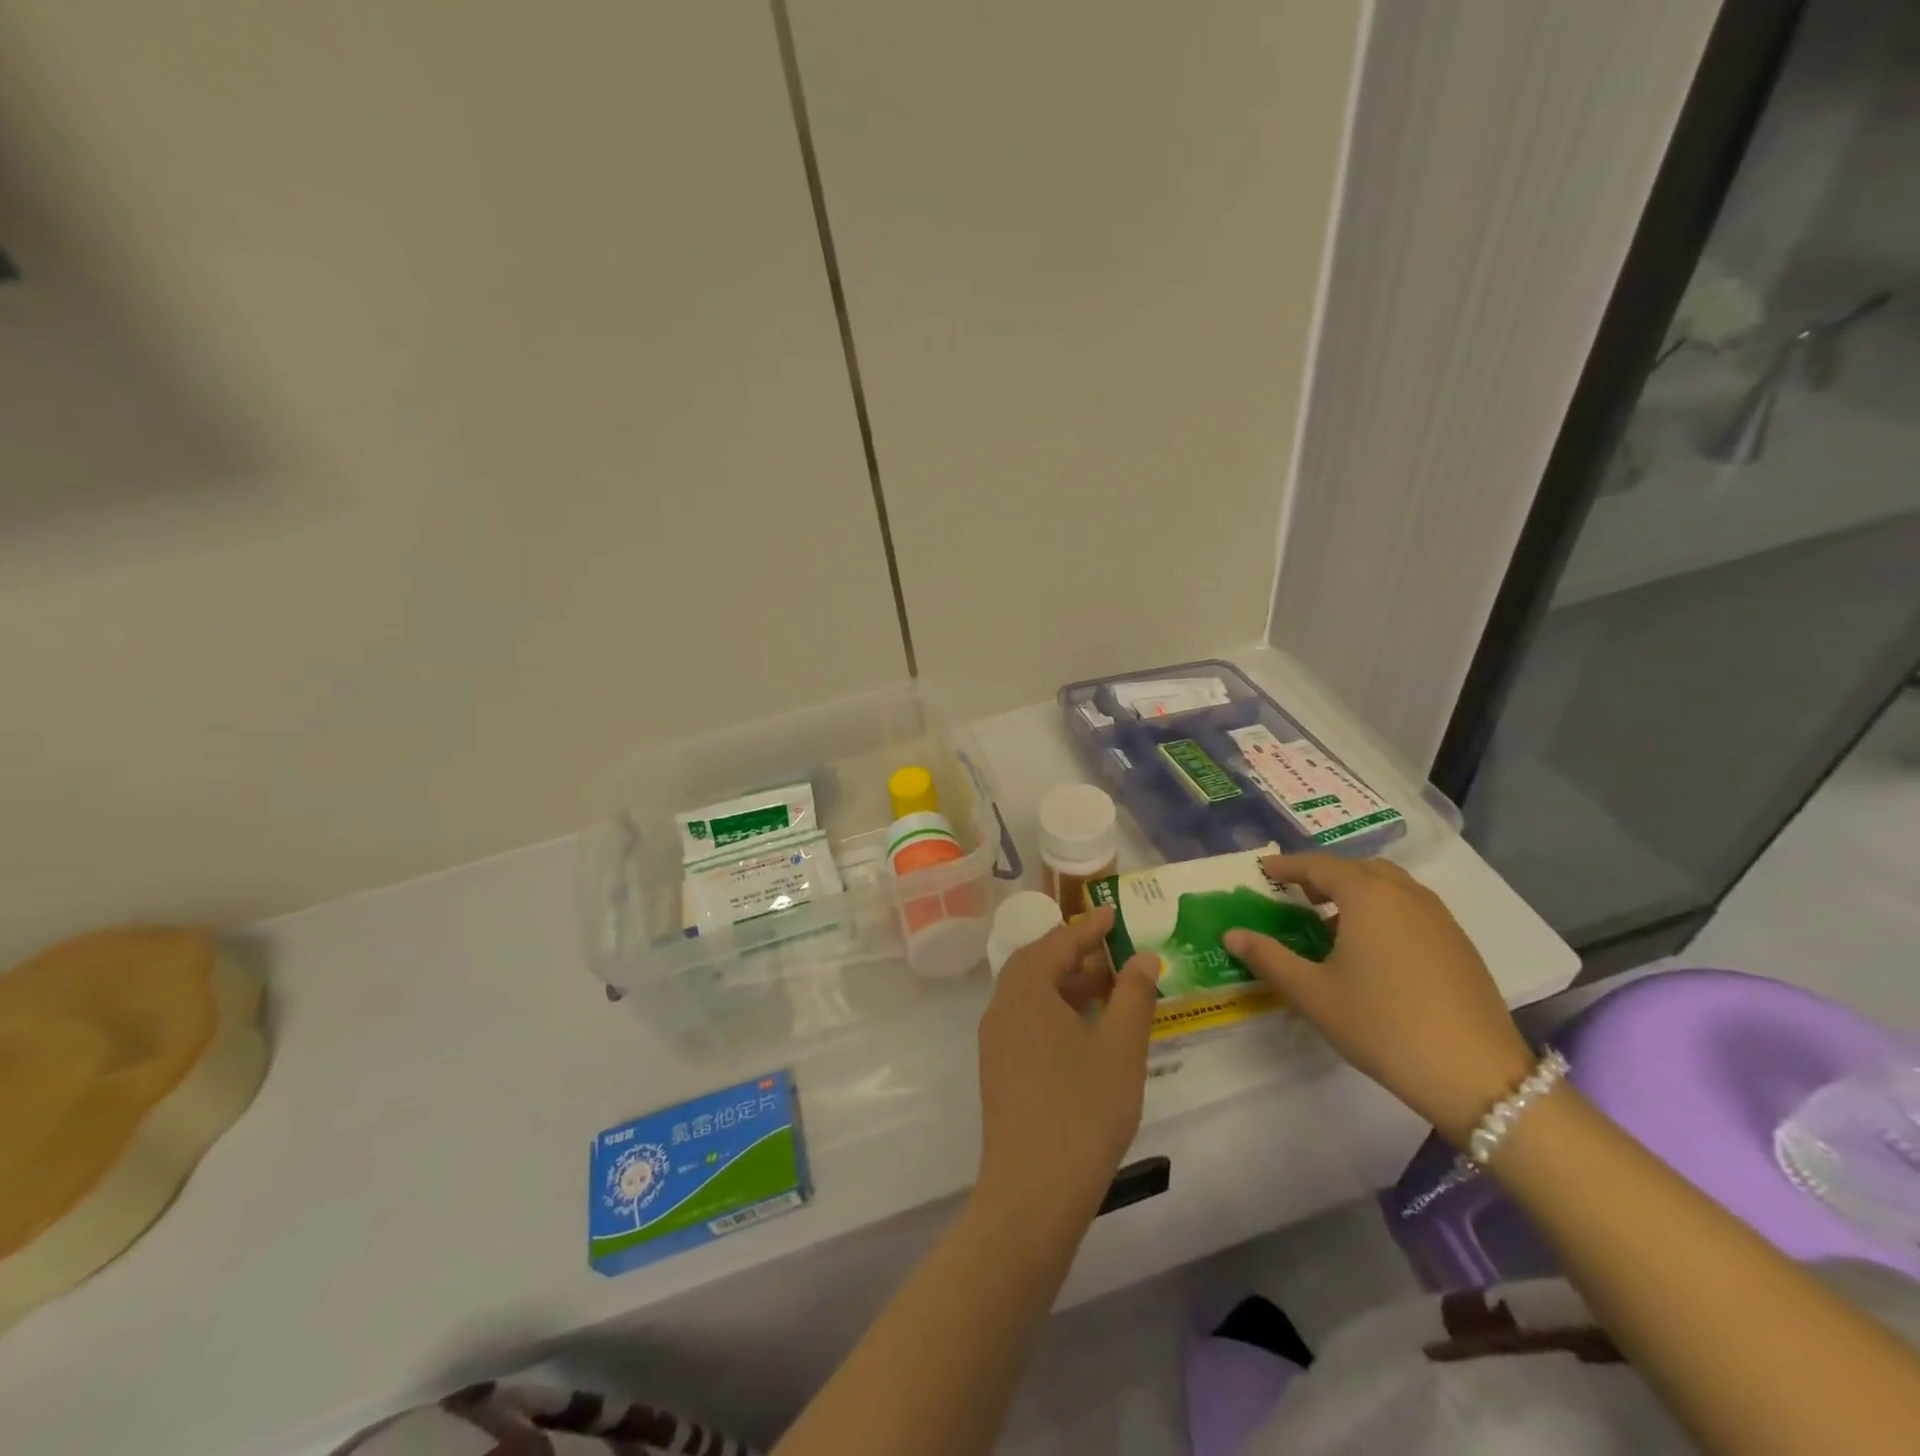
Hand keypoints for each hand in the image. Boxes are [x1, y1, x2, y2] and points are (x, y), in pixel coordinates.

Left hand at [975, 907, 1158, 1228]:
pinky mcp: (999, 1069)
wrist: (1032, 1192)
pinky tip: (1087, 1032)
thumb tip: (1143, 957)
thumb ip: (1133, 995)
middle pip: (1037, 963)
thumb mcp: (1120, 1047)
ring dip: (1067, 984)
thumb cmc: (1083, 1110)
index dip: (1088, 926)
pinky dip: (1056, 1011)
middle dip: (1075, 953)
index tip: (1113, 913)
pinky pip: (1027, 1021)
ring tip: (1109, 990)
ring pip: (1031, 994)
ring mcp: (996, 1040)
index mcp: (1025, 990)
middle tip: (1113, 951)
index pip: (1057, 942)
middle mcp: (1002, 1007)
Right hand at [1223, 853, 1535, 1144]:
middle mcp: (1405, 894)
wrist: (1476, 1075)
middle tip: (1296, 894)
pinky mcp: (1459, 944)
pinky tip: (1373, 949)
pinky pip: (1411, 908)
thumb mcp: (1312, 993)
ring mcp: (1439, 918)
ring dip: (1357, 891)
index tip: (1264, 871)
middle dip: (1324, 875)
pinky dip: (1384, 911)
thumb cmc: (1382, 1025)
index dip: (1287, 866)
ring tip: (1331, 921)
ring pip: (1389, 886)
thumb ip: (1268, 958)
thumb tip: (1231, 934)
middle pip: (1358, 868)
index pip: (1318, 865)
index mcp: (1367, 895)